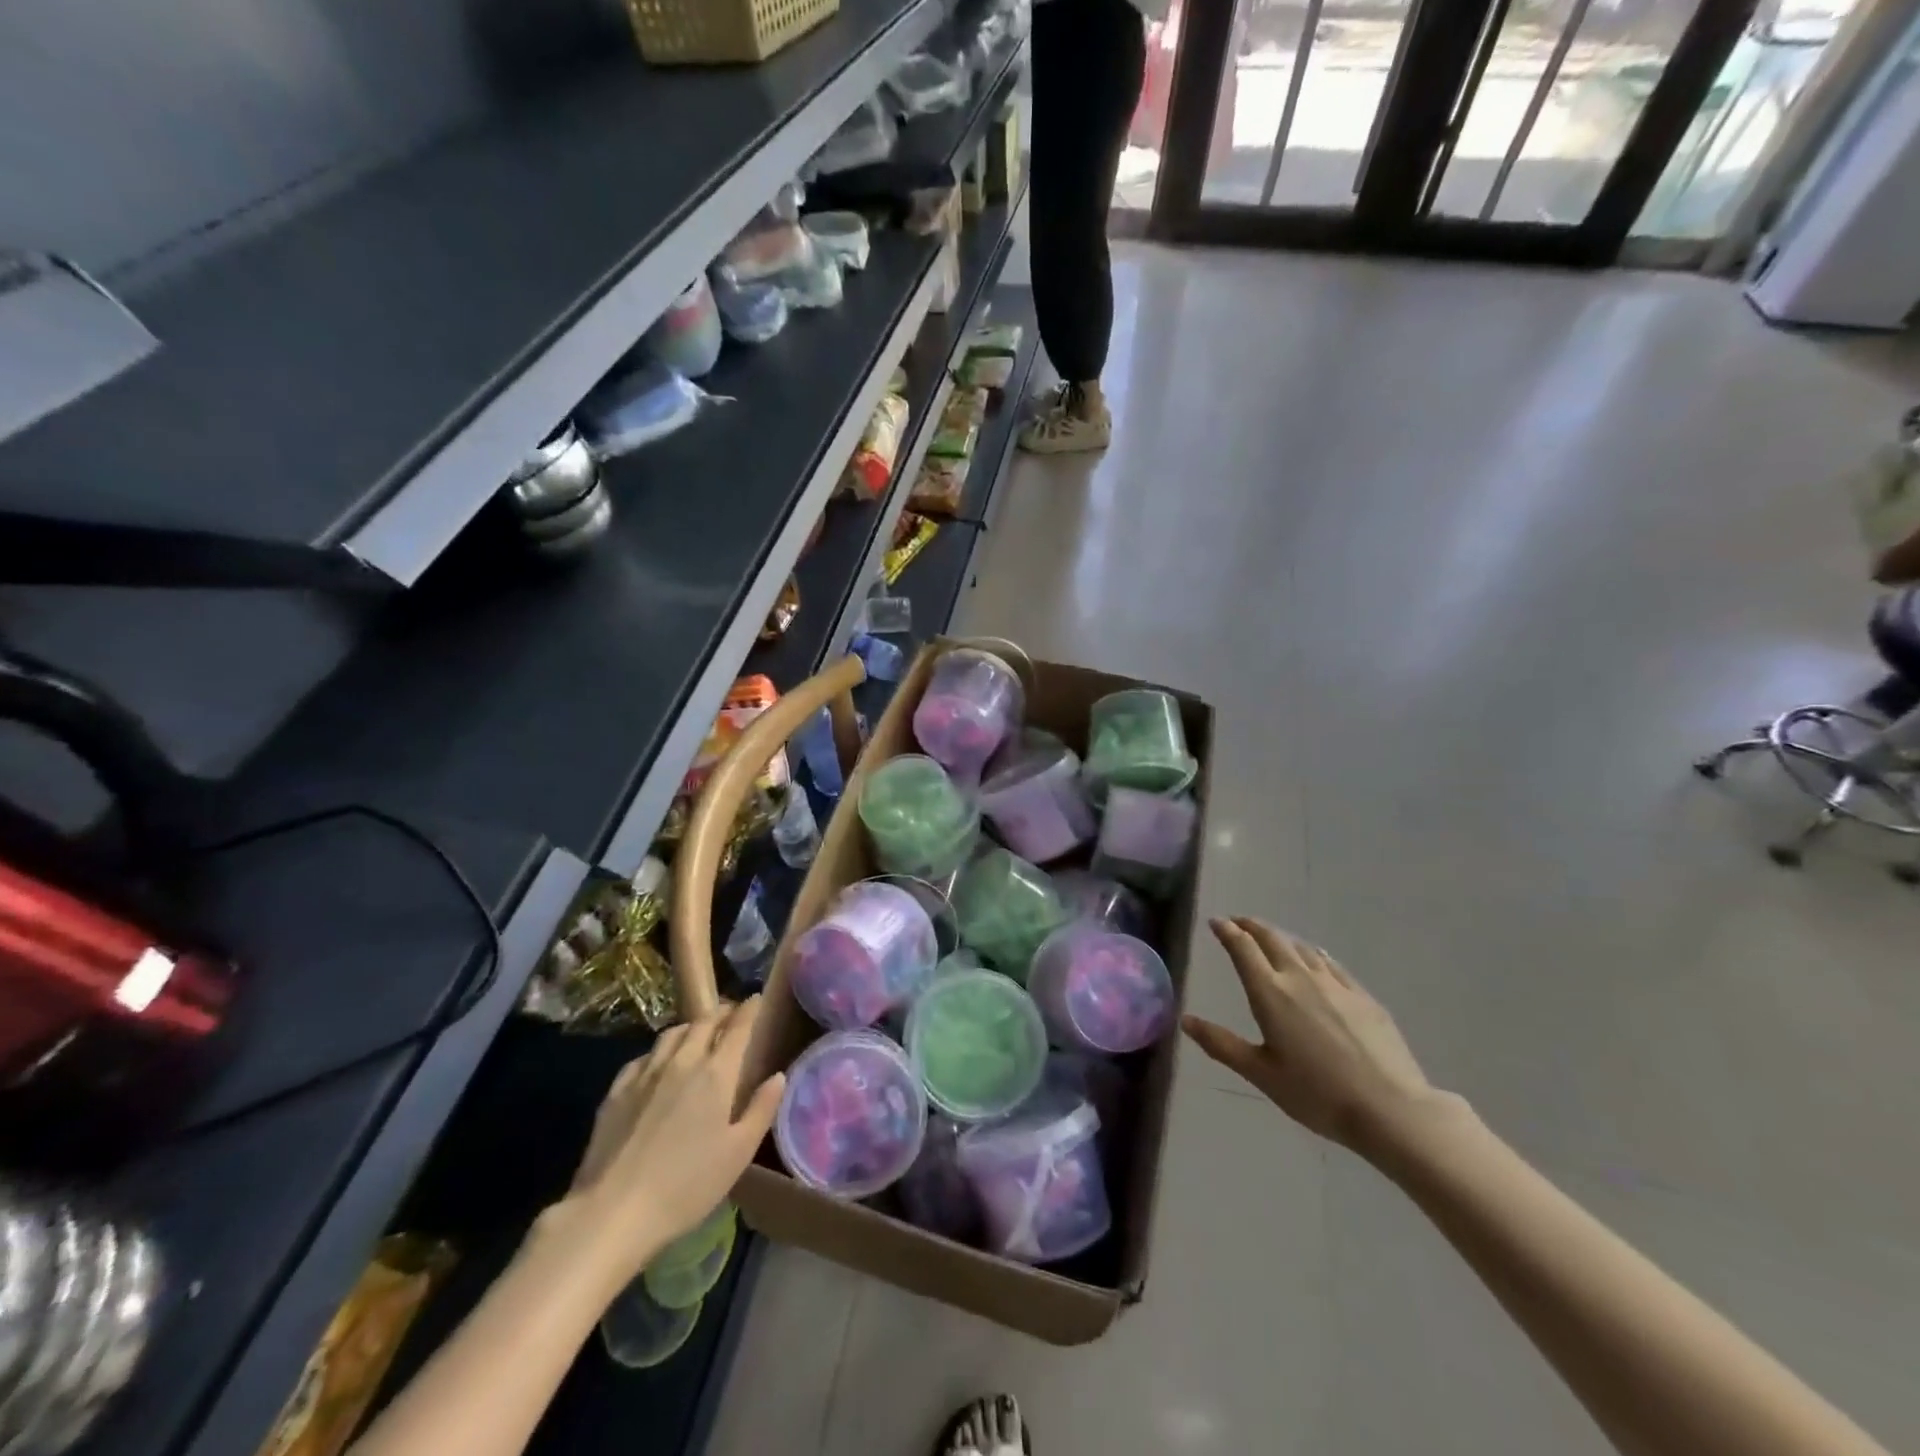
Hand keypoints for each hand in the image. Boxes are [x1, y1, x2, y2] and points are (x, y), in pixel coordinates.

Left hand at [560, 997, 785, 1284]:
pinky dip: (658, 1051)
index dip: (749, 1009)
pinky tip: (657, 1064)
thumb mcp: (738, 1153)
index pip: (737, 1027)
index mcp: (716, 1073)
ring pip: (671, 1033)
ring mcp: (645, 1074)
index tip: (756, 998)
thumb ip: (761, 1109)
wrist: (613, 1211)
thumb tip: (778, 1076)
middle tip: (731, 1013)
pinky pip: (643, 1057)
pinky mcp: (616, 1091)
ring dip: (690, 1027)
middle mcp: (682, 1061)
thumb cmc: (687, 1185)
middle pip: (703, 1022)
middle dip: (721, 1012)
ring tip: (697, 1033)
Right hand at [1182, 918, 1441, 1156]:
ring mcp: (1335, 984)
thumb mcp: (1261, 1074)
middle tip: (1238, 922)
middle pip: (1271, 938)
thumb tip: (1186, 1020)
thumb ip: (1222, 1044)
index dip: (1226, 931)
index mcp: (1270, 993)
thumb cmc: (1317, 1094)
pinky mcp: (1362, 996)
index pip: (1242, 948)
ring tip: (1271, 939)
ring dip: (1280, 938)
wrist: (1390, 1109)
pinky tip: (1315, 958)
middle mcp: (1300, 978)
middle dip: (1251, 926)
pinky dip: (1313, 954)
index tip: (1215, 922)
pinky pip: (1330, 963)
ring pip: (1301, 947)